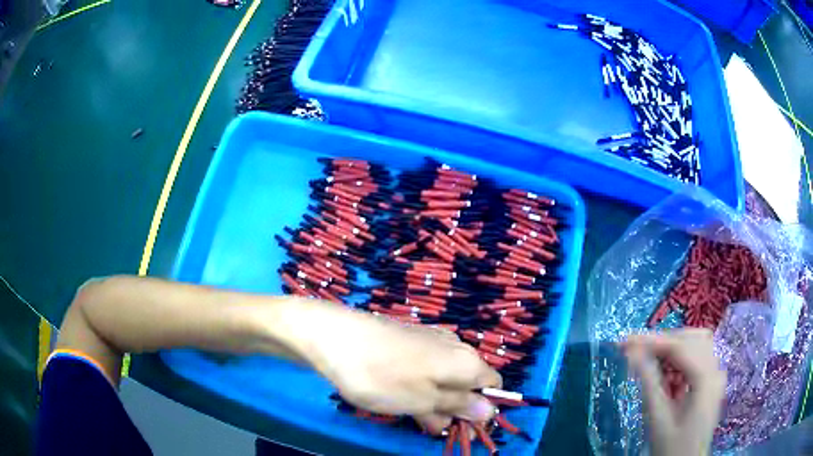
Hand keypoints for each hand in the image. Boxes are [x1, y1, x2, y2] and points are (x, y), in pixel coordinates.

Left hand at [301, 305, 500, 434]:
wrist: (334, 337)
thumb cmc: (383, 376)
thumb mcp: (424, 400)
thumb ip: (460, 405)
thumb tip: (490, 410)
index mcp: (466, 361)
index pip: (492, 386)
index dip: (483, 409)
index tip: (465, 428)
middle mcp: (454, 347)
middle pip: (467, 383)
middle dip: (454, 410)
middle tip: (432, 428)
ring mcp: (429, 343)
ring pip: (442, 379)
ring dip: (434, 403)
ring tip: (412, 417)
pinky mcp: (407, 342)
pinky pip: (423, 370)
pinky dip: (418, 388)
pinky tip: (401, 399)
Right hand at [623, 329, 725, 455]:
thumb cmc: (671, 447)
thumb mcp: (657, 418)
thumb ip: (648, 382)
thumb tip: (631, 352)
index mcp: (706, 380)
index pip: (681, 347)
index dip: (652, 341)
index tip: (625, 341)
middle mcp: (716, 370)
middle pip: (692, 339)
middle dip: (663, 342)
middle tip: (637, 352)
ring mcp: (716, 374)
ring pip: (696, 344)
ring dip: (672, 349)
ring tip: (650, 366)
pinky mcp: (711, 381)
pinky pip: (697, 358)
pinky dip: (679, 361)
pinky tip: (665, 377)